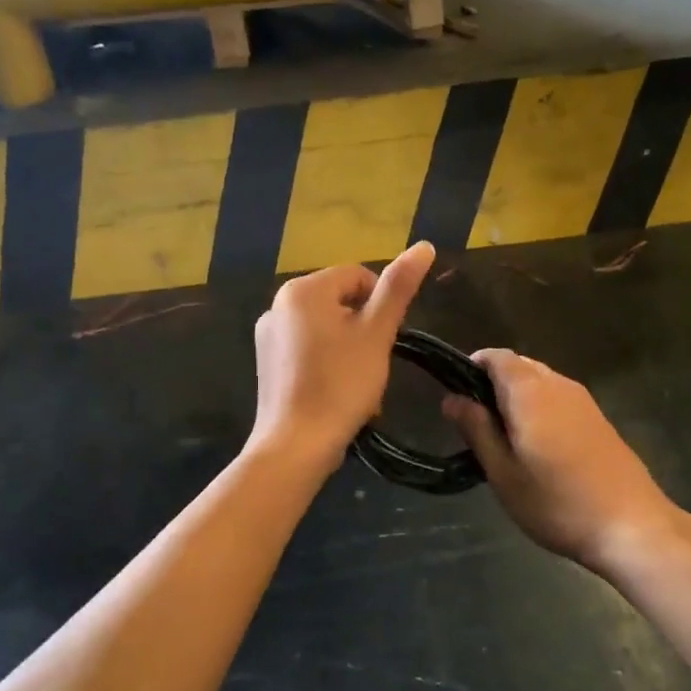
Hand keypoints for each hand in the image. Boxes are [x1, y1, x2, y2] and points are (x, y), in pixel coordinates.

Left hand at [250, 242, 434, 464]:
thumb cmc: (341, 384)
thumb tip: (424, 245)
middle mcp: (278, 304)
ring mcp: (268, 335)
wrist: (296, 445)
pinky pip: (306, 349)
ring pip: (325, 327)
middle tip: (374, 363)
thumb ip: (399, 287)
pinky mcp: (266, 363)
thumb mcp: (377, 333)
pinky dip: (327, 362)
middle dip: (364, 328)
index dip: (381, 304)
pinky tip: (336, 391)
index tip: (388, 338)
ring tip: (358, 382)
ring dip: (349, 347)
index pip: (357, 277)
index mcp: (303, 290)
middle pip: (339, 301)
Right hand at [443, 350, 684, 571]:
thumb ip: (476, 429)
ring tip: (504, 438)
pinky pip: (558, 398)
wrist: (631, 526)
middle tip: (477, 424)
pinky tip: (538, 447)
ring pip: (540, 381)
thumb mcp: (503, 472)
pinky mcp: (598, 419)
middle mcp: (558, 384)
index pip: (496, 357)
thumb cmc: (557, 502)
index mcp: (530, 391)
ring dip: (517, 397)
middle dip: (493, 384)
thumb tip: (452, 398)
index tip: (458, 397)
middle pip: (519, 366)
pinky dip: (540, 408)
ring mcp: (583, 400)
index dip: (472, 367)